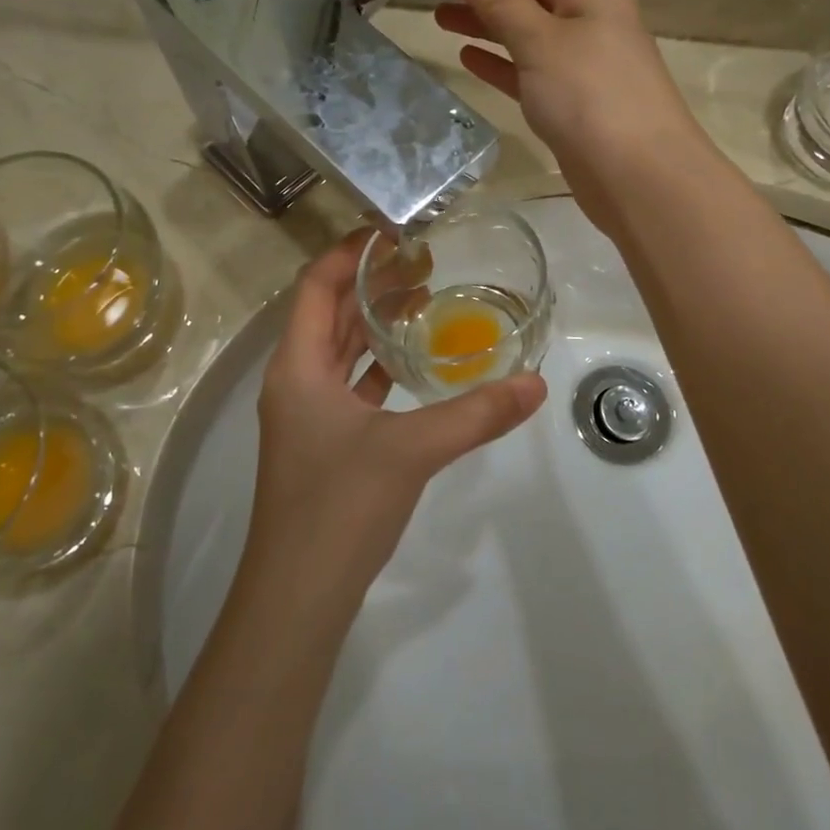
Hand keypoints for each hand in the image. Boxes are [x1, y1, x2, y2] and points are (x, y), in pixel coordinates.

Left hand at [244, 233, 547, 610]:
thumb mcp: (411, 450)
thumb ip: (475, 414)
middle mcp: (295, 381)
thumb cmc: (339, 507)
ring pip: (339, 351)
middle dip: (371, 284)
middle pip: (329, 314)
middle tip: (423, 262)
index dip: (349, 253)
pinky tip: (412, 365)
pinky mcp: (322, 443)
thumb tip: (535, 383)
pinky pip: (349, 385)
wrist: (298, 596)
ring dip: (374, 323)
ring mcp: (305, 415)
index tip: (394, 233)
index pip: (316, 287)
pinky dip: (377, 367)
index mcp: (298, 367)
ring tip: (424, 300)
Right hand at [415, 0, 712, 232]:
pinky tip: (467, 57)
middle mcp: (586, 10)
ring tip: (436, 14)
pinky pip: (527, 64)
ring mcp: (581, 54)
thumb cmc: (592, 99)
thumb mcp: (542, 41)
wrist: (640, 178)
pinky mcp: (572, 94)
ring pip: (522, 25)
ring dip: (482, 18)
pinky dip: (499, 58)